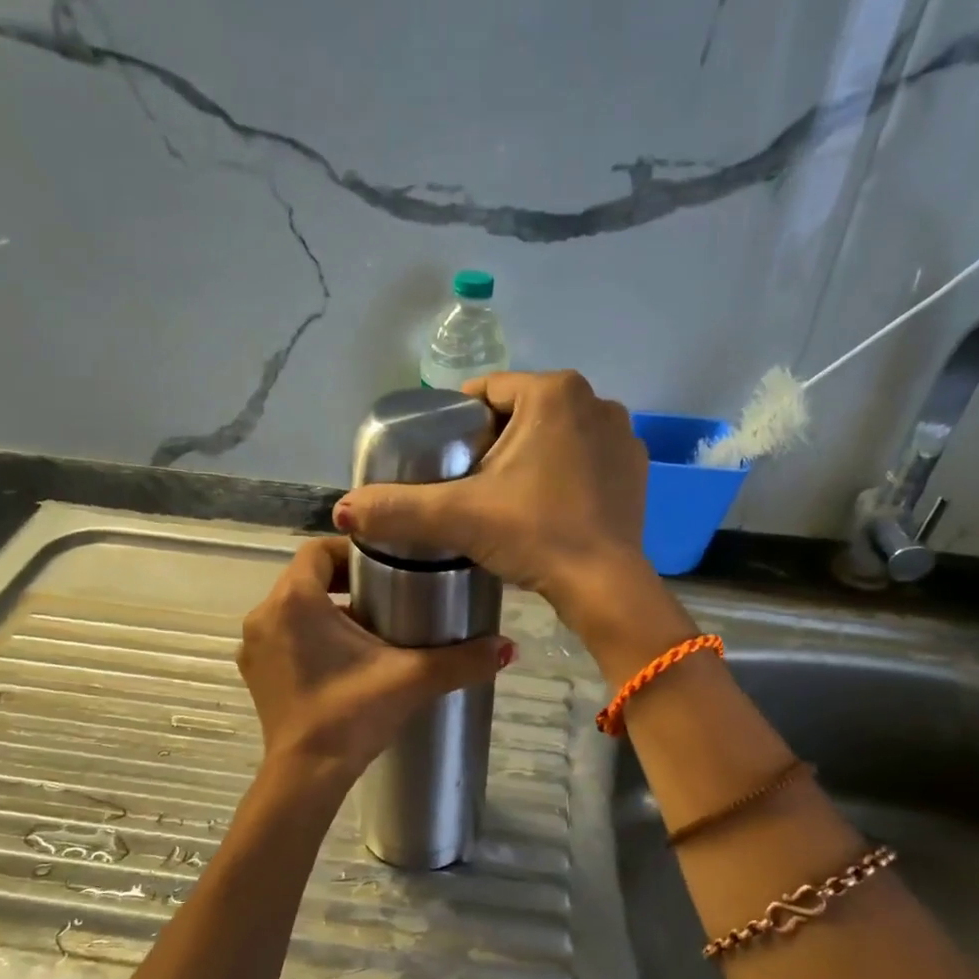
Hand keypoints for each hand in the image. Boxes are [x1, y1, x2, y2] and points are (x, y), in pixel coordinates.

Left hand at [238, 537, 513, 785]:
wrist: (306, 776)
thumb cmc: (351, 714)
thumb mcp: (412, 679)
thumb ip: (462, 660)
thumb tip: (509, 647)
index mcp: (295, 600)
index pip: (318, 550)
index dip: (351, 551)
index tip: (385, 565)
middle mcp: (266, 615)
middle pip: (306, 579)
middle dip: (344, 583)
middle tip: (387, 595)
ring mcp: (254, 647)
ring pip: (294, 609)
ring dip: (327, 611)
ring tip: (371, 630)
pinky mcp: (255, 673)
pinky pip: (283, 637)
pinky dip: (310, 637)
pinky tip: (343, 661)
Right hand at [331, 371, 648, 622]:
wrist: (604, 586)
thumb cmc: (534, 534)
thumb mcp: (458, 517)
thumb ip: (396, 508)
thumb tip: (341, 511)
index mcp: (553, 392)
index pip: (486, 393)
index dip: (456, 424)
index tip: (441, 458)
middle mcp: (596, 401)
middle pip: (521, 414)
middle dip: (492, 442)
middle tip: (467, 485)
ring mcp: (622, 436)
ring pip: (555, 436)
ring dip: (529, 457)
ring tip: (504, 499)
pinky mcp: (636, 471)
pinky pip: (585, 459)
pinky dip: (563, 474)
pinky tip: (546, 507)